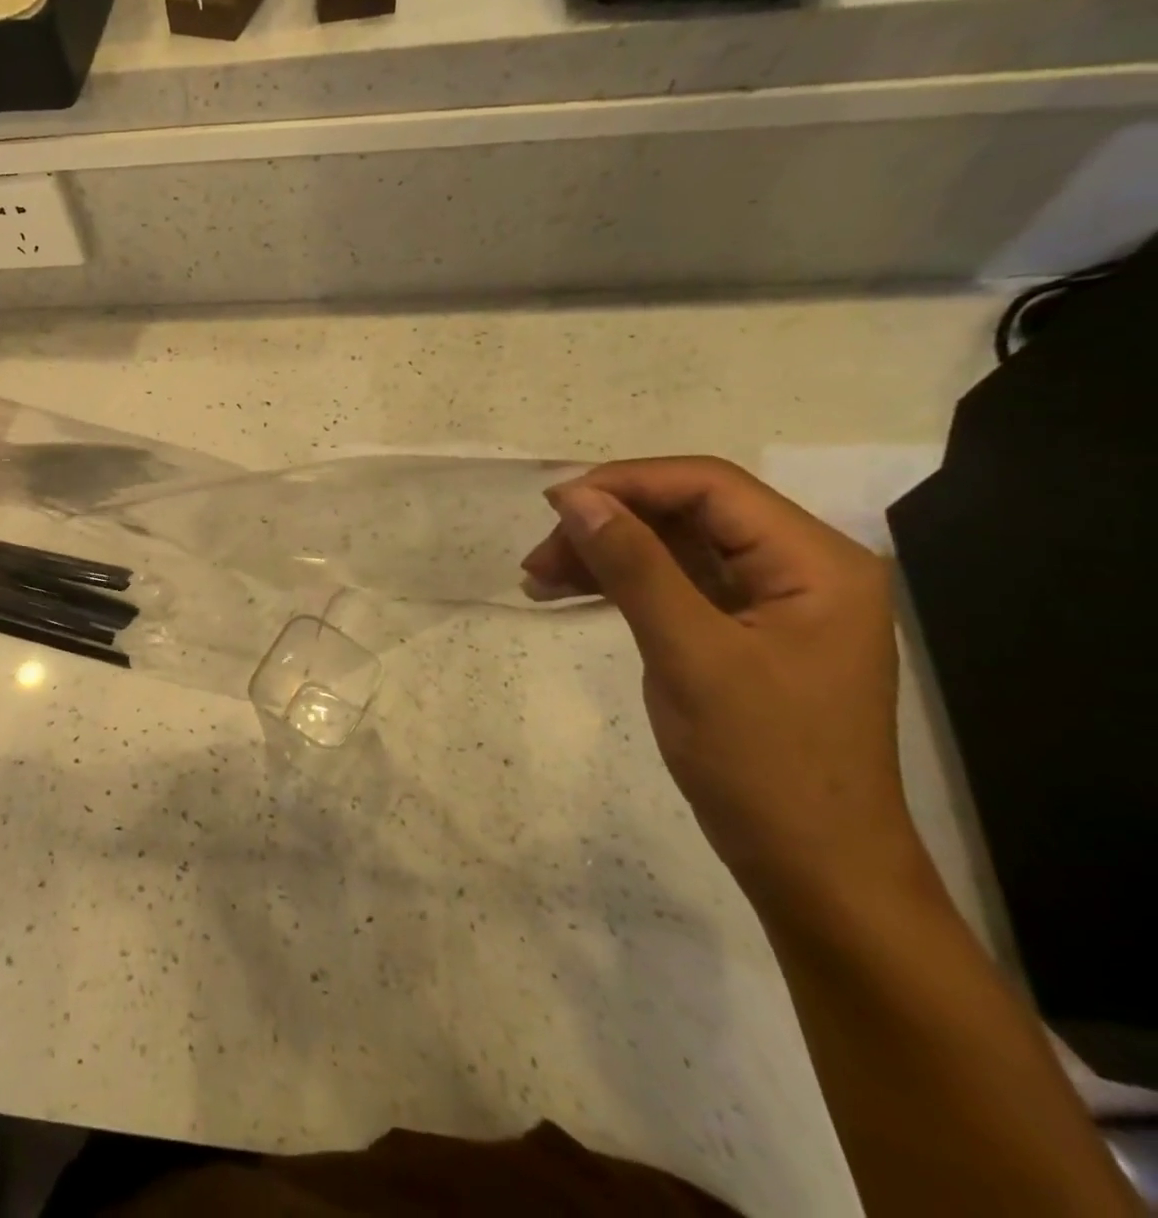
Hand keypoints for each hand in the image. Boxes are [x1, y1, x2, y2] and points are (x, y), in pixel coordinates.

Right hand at [522, 457, 917, 909]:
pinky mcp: (742, 632)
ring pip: (673, 548)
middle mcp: (799, 567)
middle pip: (688, 514)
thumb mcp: (690, 655)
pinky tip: (569, 592)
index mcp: (814, 561)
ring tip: (538, 578)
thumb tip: (576, 498)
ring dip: (605, 555)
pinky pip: (674, 585)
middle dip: (608, 525)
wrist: (813, 869)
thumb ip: (635, 566)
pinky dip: (621, 585)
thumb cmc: (764, 762)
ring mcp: (771, 602)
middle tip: (539, 558)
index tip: (554, 505)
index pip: (710, 487)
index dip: (627, 483)